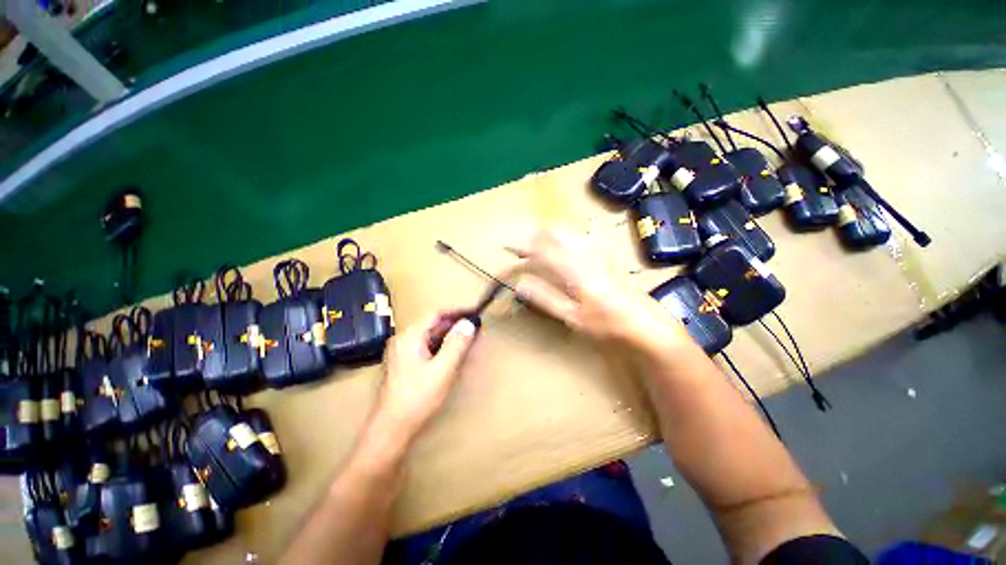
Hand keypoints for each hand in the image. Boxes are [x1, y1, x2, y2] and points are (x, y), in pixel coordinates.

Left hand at [370, 313, 477, 443]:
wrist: (391, 430)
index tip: (474, 311)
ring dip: (449, 336)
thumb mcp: (443, 370)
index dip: (457, 311)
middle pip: (432, 324)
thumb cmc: (418, 398)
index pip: (436, 314)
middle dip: (454, 325)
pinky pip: (426, 347)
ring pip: (430, 337)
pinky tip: (452, 355)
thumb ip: (457, 344)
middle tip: (474, 328)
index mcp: (410, 336)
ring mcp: (401, 352)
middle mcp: (403, 339)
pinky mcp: (403, 364)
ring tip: (468, 340)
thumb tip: (468, 323)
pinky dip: (441, 347)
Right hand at [510, 229, 687, 354]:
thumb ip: (545, 298)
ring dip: (553, 234)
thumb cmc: (607, 324)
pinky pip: (588, 238)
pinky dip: (573, 238)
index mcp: (574, 270)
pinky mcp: (610, 257)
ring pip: (572, 233)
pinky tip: (571, 245)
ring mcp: (600, 254)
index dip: (526, 249)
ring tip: (542, 244)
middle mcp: (586, 255)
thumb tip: (521, 285)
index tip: (513, 251)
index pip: (543, 251)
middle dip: (538, 235)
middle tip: (526, 246)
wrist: (647, 325)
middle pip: (558, 233)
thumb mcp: (572, 317)